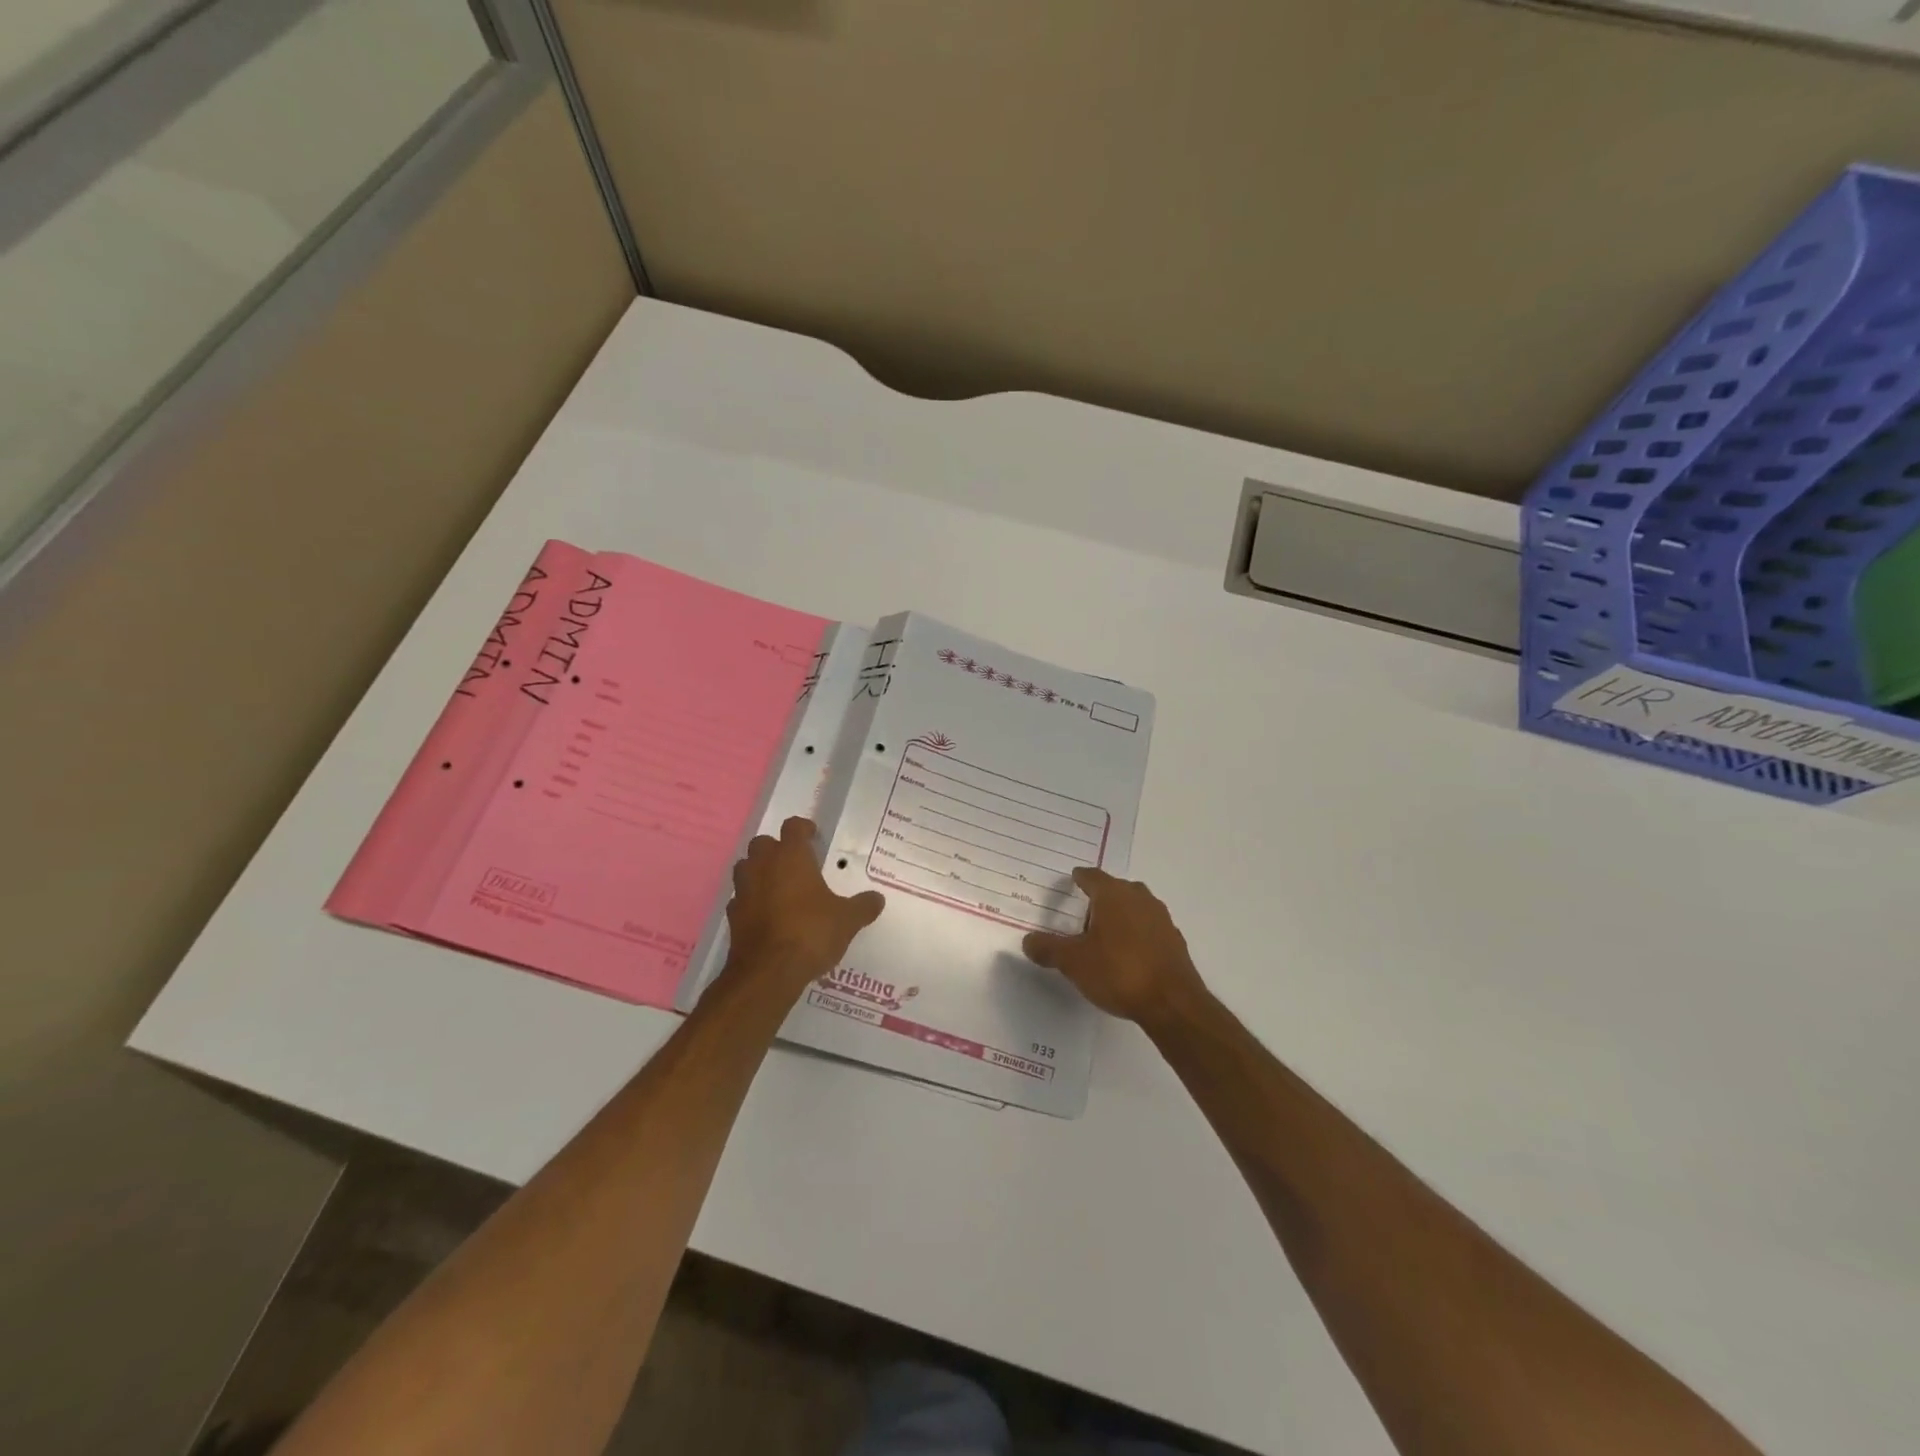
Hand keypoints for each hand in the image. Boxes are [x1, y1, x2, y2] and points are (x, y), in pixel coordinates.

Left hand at [722, 817, 884, 995]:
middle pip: (762, 843)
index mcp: (791, 857)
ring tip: (779, 886)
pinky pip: (741, 898)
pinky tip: (766, 914)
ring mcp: (743, 890)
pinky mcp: (732, 916)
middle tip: (795, 863)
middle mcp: (763, 866)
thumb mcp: (847, 920)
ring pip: (746, 867)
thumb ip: (863, 906)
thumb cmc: (811, 932)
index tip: (813, 835)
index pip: (793, 827)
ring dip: (759, 871)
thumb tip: (877, 898)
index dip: (803, 828)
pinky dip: (751, 900)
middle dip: (776, 848)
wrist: (768, 972)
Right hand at [1023, 868, 1206, 1026]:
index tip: (1072, 881)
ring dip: (1120, 916)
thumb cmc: (1118, 972)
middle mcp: (1139, 898)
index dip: (1080, 878)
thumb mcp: (1073, 962)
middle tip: (1083, 912)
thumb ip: (1049, 948)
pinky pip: (1149, 929)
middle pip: (1116, 889)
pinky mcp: (1174, 941)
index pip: (1092, 877)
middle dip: (1100, 897)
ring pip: (1135, 907)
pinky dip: (1136, 934)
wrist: (1172, 1003)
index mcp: (1113, 895)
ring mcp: (1161, 919)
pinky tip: (1127, 954)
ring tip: (1103, 934)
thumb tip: (1028, 941)